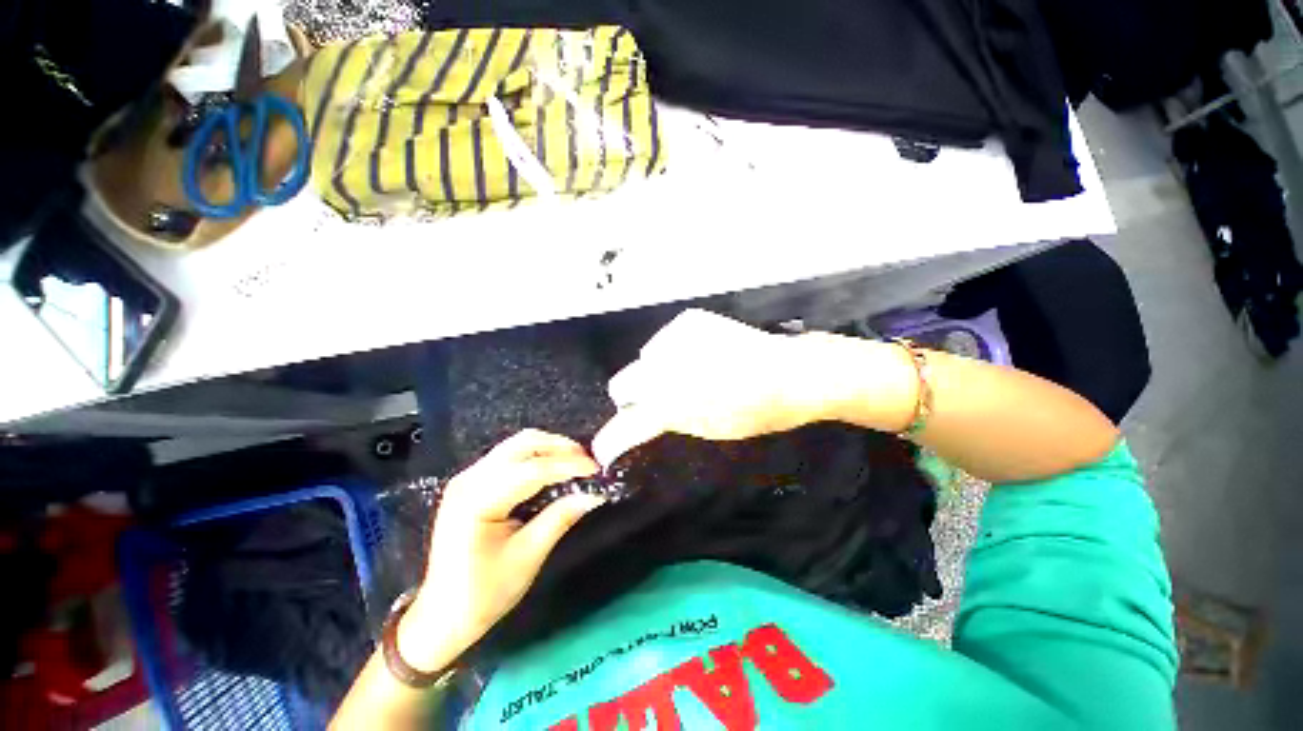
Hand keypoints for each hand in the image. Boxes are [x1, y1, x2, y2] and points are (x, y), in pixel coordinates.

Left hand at [398, 430, 602, 671]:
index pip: (532, 470)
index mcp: (477, 500)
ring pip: (517, 445)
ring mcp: (468, 477)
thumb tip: (593, 494)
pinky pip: (510, 456)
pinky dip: (536, 456)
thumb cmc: (483, 593)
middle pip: (522, 445)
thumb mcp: (527, 557)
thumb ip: (560, 518)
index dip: (568, 465)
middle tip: (588, 461)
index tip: (597, 468)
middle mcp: (469, 479)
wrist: (442, 615)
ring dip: (550, 448)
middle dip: (560, 448)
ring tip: (576, 462)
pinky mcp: (473, 482)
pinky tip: (553, 468)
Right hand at [592, 309, 864, 465]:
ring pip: (644, 362)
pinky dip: (673, 356)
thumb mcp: (708, 427)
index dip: (613, 438)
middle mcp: (667, 360)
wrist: (793, 372)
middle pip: (624, 384)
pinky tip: (699, 359)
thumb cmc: (756, 410)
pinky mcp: (688, 320)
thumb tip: (630, 424)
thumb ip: (663, 422)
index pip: (627, 419)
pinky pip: (663, 344)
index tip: (605, 452)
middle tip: (662, 408)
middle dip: (636, 400)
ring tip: (692, 379)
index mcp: (674, 395)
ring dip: (657, 375)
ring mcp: (676, 334)